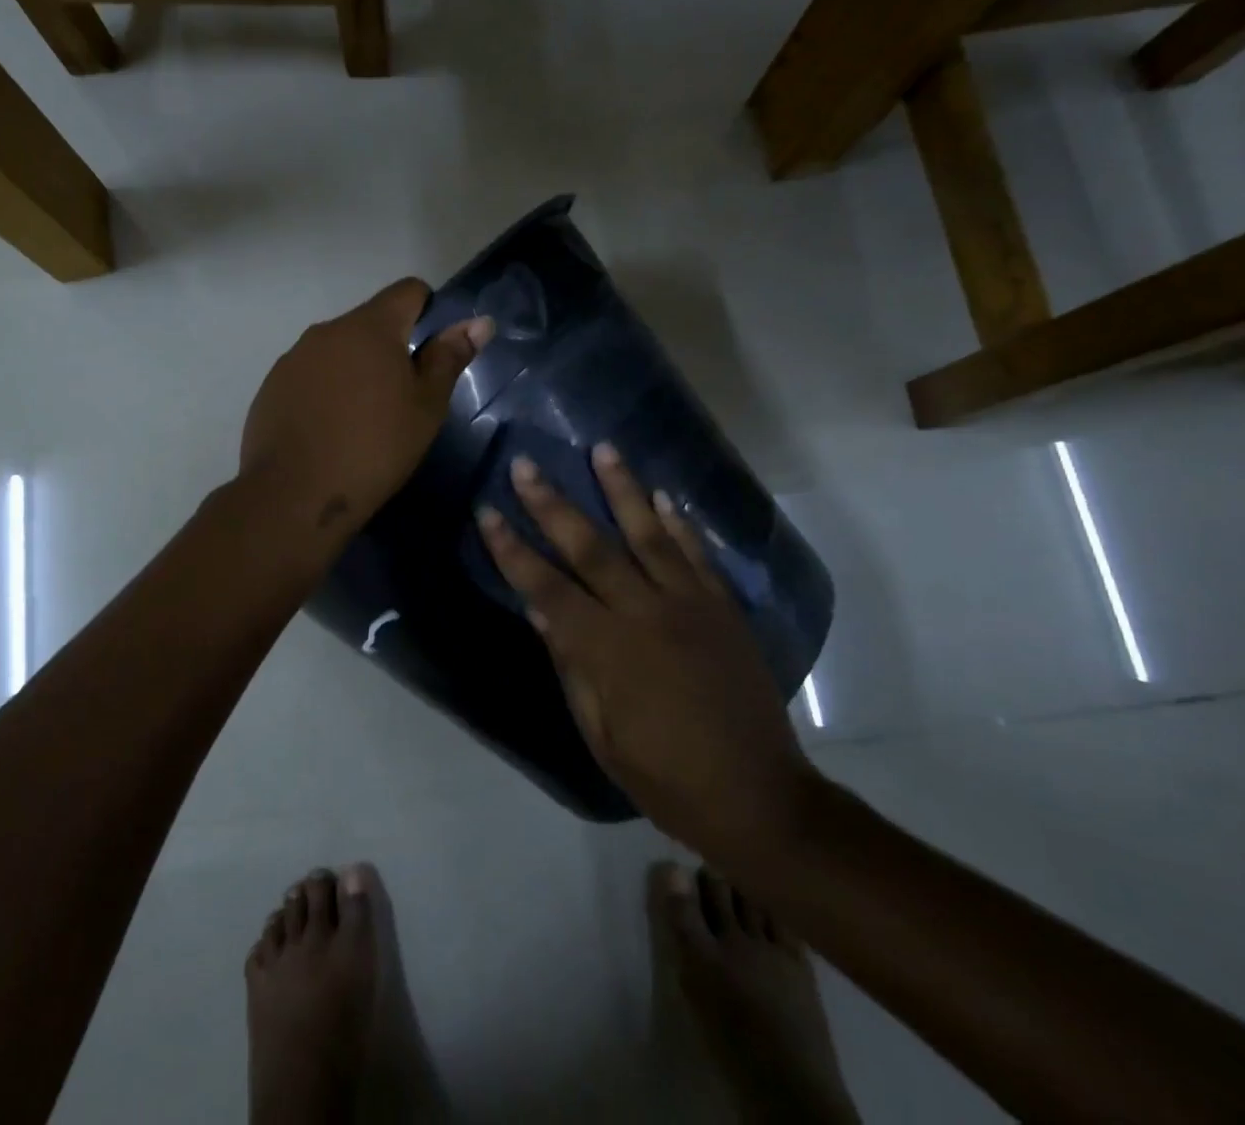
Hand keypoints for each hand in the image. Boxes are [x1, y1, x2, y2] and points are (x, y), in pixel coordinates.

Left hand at [240, 278, 492, 543]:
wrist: (295, 495)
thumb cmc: (375, 448)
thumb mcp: (426, 406)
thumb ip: (449, 357)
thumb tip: (479, 322)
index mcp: (370, 327)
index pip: (408, 291)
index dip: (429, 311)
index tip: (434, 352)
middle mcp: (327, 330)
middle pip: (371, 322)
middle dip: (392, 348)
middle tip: (403, 398)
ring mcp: (294, 357)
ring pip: (338, 350)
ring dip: (357, 369)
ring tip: (363, 419)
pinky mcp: (272, 386)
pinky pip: (310, 374)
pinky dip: (326, 390)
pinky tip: (329, 430)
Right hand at [476, 445, 814, 866]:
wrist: (758, 797)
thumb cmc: (665, 777)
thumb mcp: (601, 733)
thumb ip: (571, 664)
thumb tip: (540, 609)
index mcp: (607, 649)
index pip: (545, 587)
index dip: (512, 549)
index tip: (487, 511)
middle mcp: (645, 614)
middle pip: (590, 548)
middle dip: (552, 504)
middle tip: (526, 464)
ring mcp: (690, 605)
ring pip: (649, 535)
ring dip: (622, 489)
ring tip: (602, 448)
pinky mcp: (723, 609)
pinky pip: (698, 555)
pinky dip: (680, 523)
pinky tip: (664, 495)